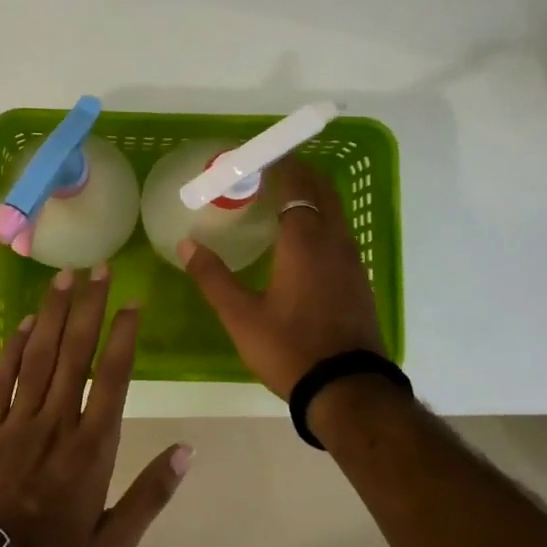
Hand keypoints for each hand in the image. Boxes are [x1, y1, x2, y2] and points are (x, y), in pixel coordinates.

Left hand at [0, 266, 190, 546]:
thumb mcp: (115, 542)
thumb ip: (151, 494)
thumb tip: (187, 450)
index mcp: (92, 447)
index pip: (114, 377)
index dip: (123, 335)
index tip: (131, 302)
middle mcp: (56, 423)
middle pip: (75, 353)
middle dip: (88, 307)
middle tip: (97, 268)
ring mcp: (17, 423)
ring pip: (37, 357)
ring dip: (51, 315)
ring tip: (64, 278)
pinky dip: (10, 350)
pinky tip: (21, 324)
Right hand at [178, 157, 383, 398]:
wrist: (348, 390)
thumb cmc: (290, 349)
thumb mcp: (241, 316)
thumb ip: (213, 277)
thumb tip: (186, 244)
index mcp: (304, 241)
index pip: (296, 184)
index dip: (279, 164)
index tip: (256, 156)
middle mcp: (334, 241)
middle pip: (322, 190)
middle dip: (299, 172)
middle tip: (268, 170)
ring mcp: (353, 261)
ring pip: (335, 212)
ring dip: (313, 196)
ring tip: (281, 200)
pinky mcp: (359, 281)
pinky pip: (340, 234)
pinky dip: (322, 221)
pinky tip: (302, 242)